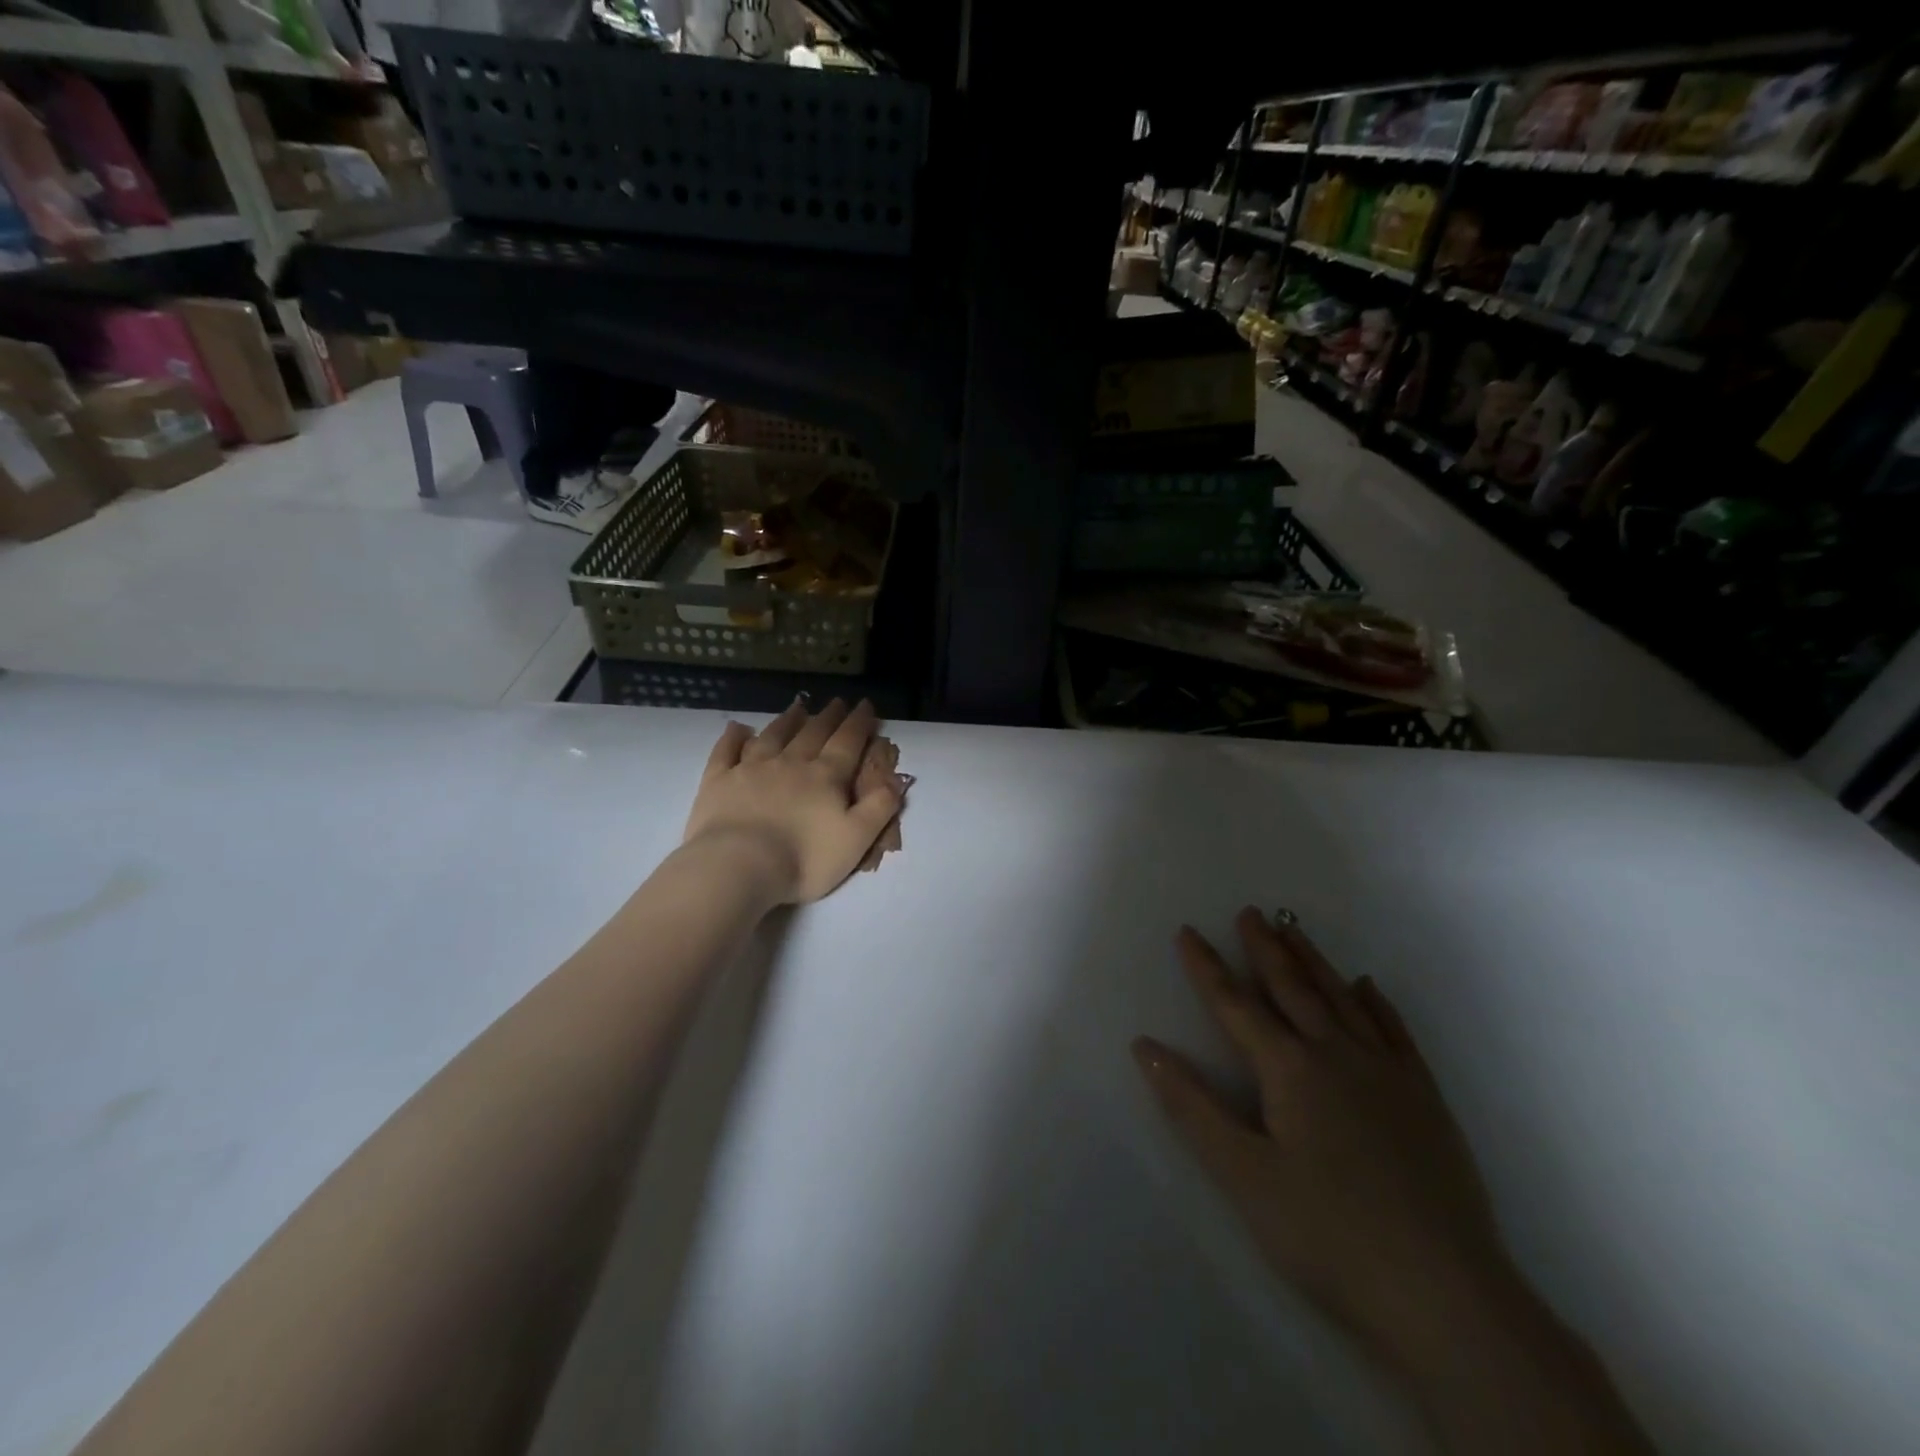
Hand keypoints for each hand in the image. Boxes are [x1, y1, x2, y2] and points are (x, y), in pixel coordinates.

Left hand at [684, 697, 904, 904]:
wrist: (739, 866)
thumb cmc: (804, 858)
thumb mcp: (857, 839)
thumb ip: (880, 807)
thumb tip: (898, 779)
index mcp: (825, 777)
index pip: (847, 743)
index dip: (859, 723)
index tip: (866, 705)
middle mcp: (791, 763)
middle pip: (813, 733)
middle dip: (829, 717)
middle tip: (837, 702)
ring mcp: (751, 769)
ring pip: (773, 735)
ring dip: (787, 720)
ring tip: (798, 706)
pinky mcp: (718, 781)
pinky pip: (726, 752)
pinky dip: (733, 738)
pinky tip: (737, 728)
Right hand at [1133, 908, 1512, 1366]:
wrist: (1445, 1294)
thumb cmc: (1328, 1235)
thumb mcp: (1242, 1176)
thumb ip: (1192, 1106)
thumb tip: (1146, 1046)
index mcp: (1290, 1070)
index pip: (1235, 1005)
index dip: (1206, 967)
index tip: (1187, 932)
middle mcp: (1337, 1055)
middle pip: (1292, 988)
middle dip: (1265, 948)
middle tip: (1250, 912)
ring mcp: (1387, 1073)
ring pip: (1341, 1000)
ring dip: (1313, 962)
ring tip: (1294, 930)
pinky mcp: (1424, 1098)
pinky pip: (1395, 1031)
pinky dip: (1375, 1003)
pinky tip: (1366, 987)